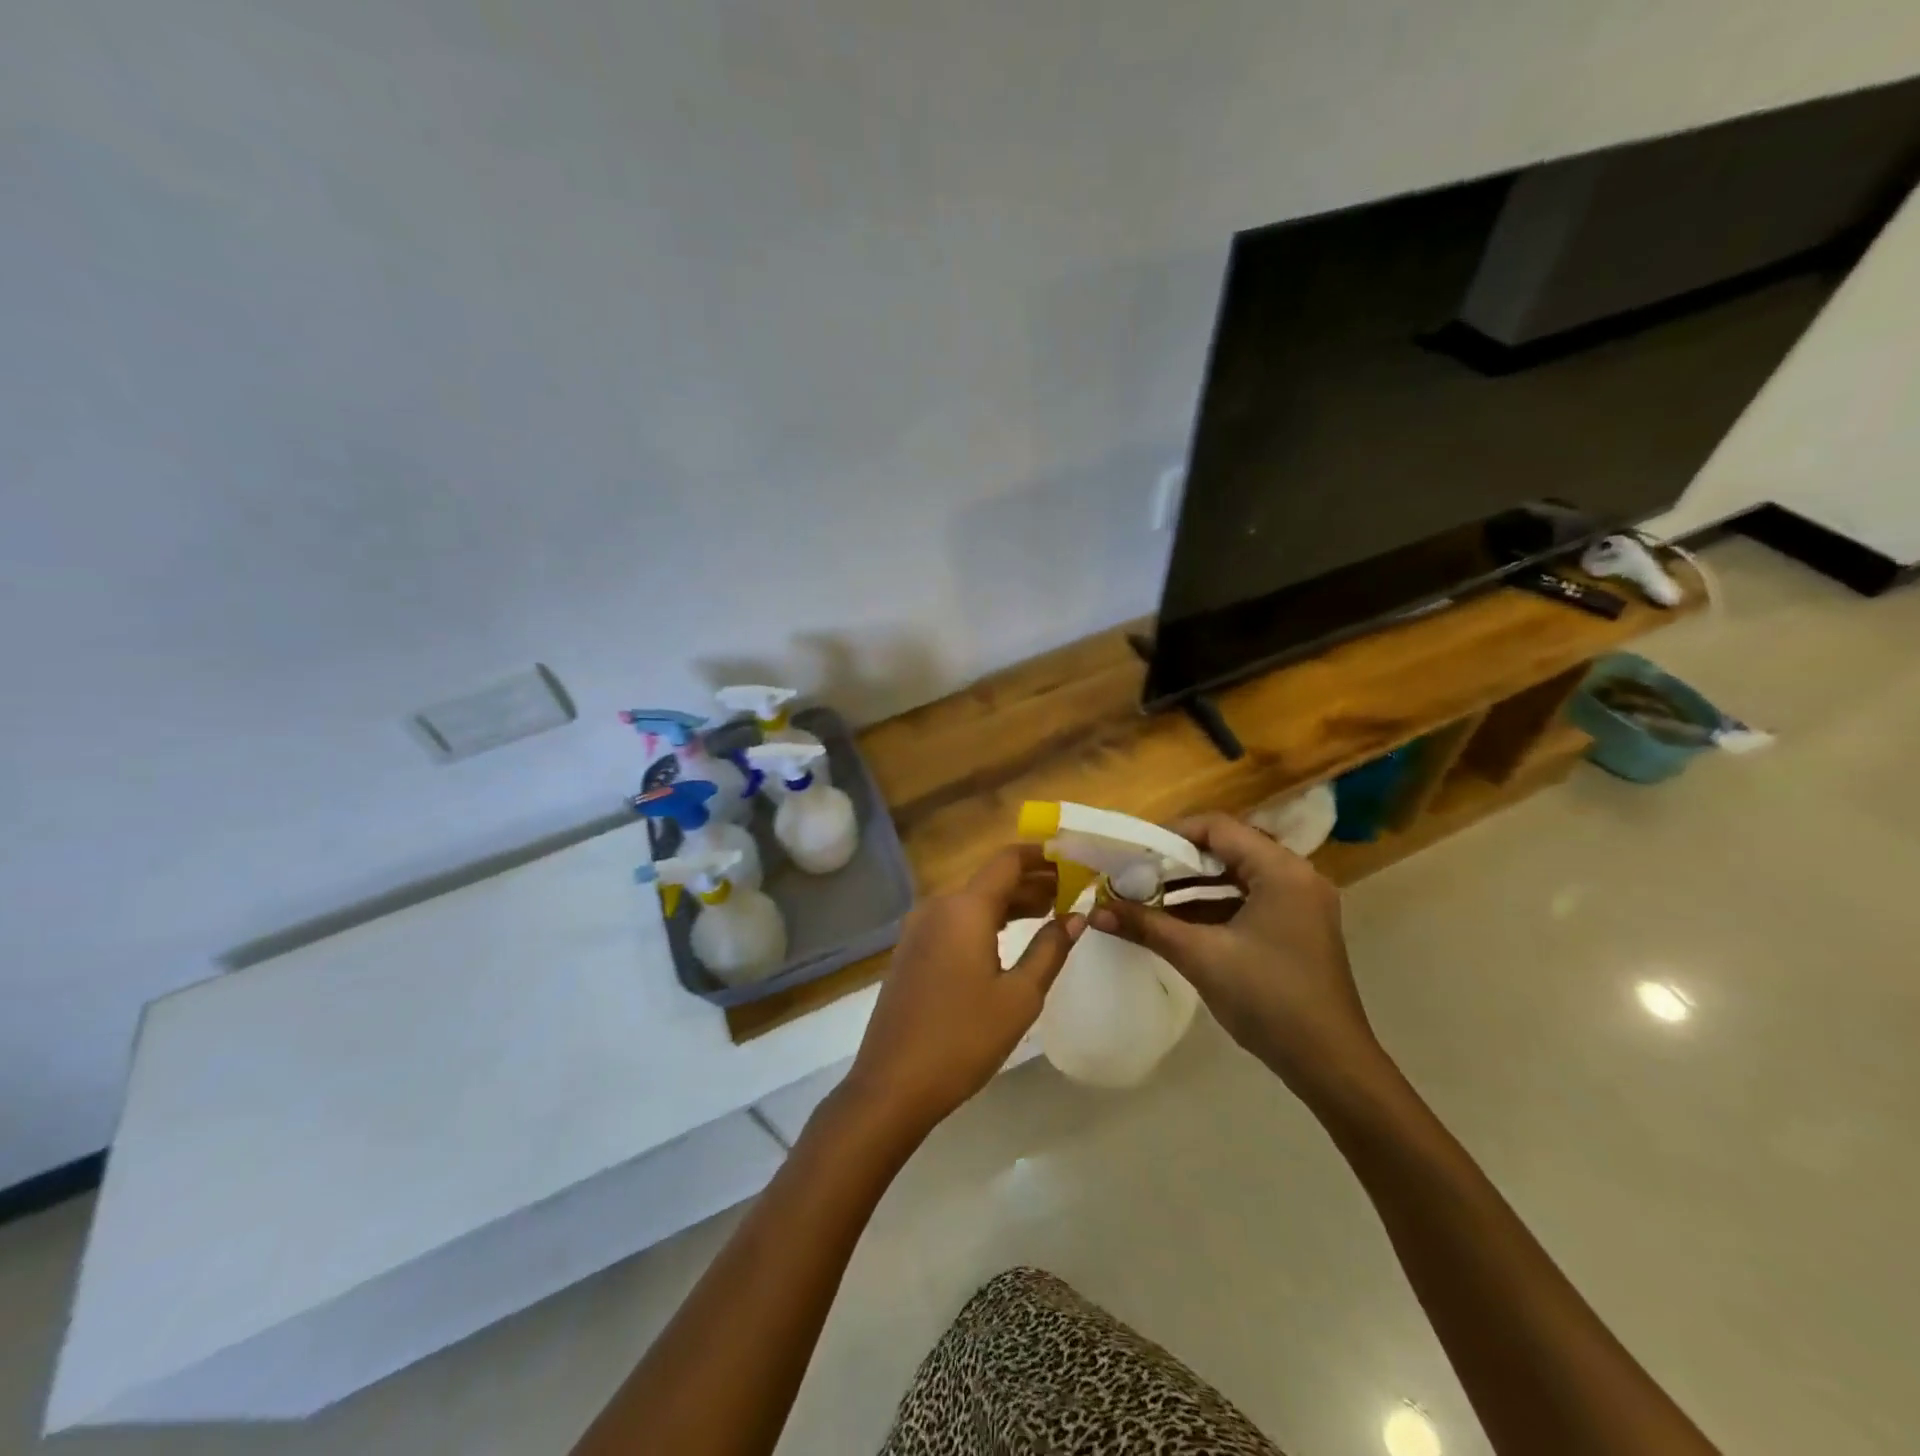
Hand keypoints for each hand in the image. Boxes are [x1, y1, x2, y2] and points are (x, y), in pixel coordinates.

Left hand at [842, 845, 1083, 1141]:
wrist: (892, 1084)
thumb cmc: (963, 1039)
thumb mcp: (1019, 997)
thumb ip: (1050, 950)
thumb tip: (1075, 917)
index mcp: (964, 908)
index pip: (1008, 861)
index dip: (1042, 855)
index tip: (1073, 858)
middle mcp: (937, 906)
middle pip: (990, 879)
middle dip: (1031, 881)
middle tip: (1071, 890)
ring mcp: (919, 929)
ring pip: (972, 900)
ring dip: (1010, 902)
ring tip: (1050, 911)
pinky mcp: (911, 951)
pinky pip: (954, 920)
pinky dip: (985, 920)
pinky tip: (1009, 937)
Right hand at [1090, 813, 1386, 1105]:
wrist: (1330, 1065)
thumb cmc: (1268, 999)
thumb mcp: (1201, 957)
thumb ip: (1147, 926)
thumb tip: (1096, 913)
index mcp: (1281, 870)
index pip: (1218, 828)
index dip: (1172, 834)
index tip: (1135, 850)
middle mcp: (1296, 877)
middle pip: (1228, 849)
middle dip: (1178, 862)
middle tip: (1136, 873)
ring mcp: (1300, 904)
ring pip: (1237, 877)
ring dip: (1193, 886)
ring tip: (1148, 896)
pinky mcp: (1297, 929)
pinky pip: (1248, 901)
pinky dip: (1213, 906)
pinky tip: (1177, 923)